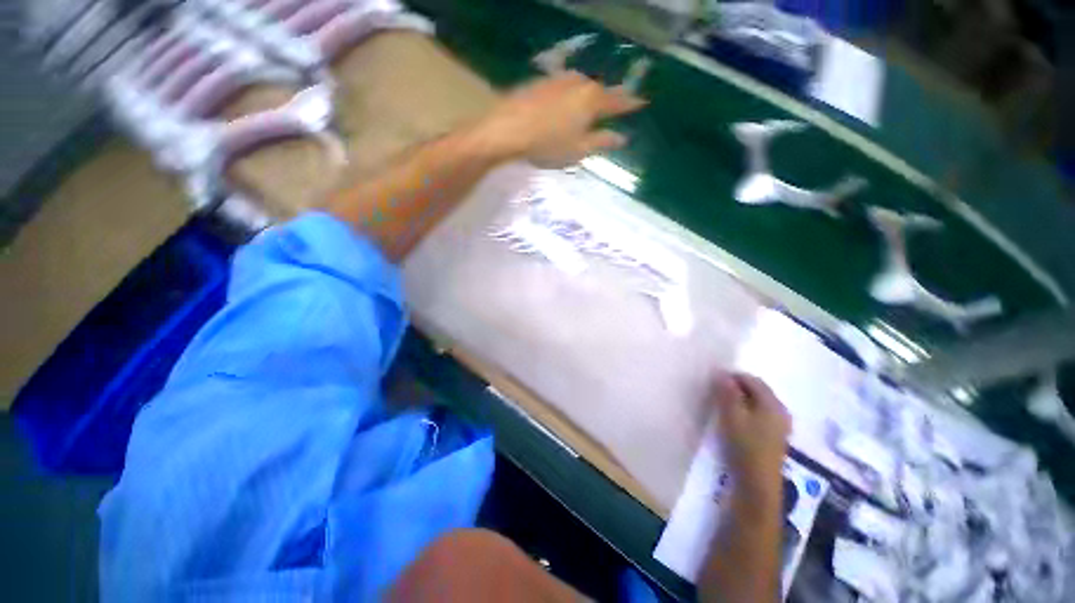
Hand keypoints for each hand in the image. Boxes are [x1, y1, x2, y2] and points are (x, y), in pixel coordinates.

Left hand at [474, 72, 645, 167]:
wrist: (509, 129)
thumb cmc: (548, 145)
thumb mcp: (578, 150)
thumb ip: (602, 142)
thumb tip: (622, 138)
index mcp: (592, 100)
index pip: (618, 101)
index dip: (630, 103)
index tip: (642, 102)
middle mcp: (579, 83)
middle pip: (599, 90)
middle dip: (608, 98)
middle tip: (616, 105)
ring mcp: (558, 80)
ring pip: (581, 86)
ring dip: (588, 95)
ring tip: (591, 104)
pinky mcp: (541, 82)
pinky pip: (563, 87)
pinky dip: (570, 94)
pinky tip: (565, 103)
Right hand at [710, 373, 790, 501]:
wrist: (757, 483)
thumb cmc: (745, 446)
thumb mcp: (732, 416)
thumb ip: (727, 393)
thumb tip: (721, 373)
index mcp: (773, 404)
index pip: (752, 380)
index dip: (733, 377)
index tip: (714, 381)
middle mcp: (780, 411)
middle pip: (757, 391)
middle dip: (737, 388)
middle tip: (716, 392)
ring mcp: (779, 425)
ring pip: (757, 403)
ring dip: (740, 400)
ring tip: (722, 405)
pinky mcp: (774, 437)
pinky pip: (759, 414)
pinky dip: (746, 411)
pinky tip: (734, 420)